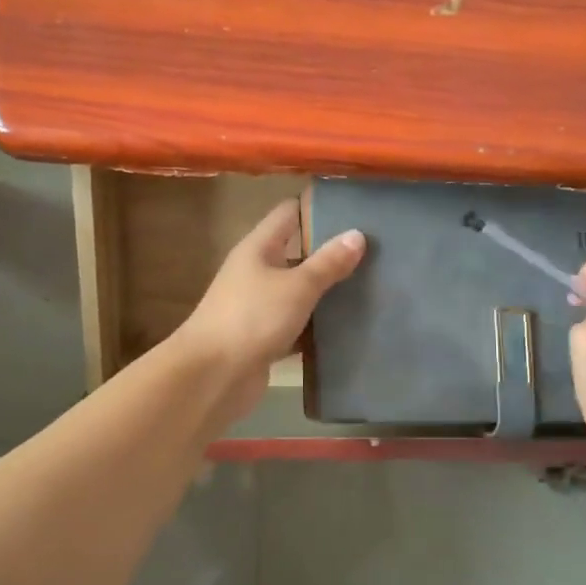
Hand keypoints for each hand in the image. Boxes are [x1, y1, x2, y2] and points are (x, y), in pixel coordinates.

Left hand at [173, 201, 366, 420]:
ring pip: (298, 292)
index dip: (318, 207)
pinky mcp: (263, 339)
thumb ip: (327, 263)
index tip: (354, 208)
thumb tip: (357, 235)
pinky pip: (297, 325)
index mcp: (258, 248)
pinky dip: (317, 327)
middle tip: (374, 251)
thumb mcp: (296, 286)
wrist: (211, 377)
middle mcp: (255, 272)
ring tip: (370, 287)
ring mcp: (258, 307)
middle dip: (330, 253)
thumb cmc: (252, 318)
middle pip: (297, 254)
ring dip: (326, 292)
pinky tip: (348, 328)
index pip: (289, 213)